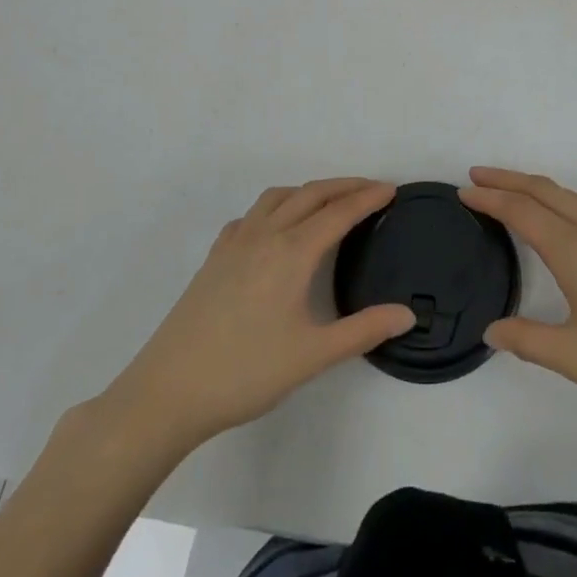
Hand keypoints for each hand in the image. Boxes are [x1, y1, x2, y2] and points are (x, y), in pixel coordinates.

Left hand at [99, 179, 415, 455]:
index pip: (339, 212)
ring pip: (277, 197)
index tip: (392, 190)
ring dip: (308, 191)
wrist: (169, 390)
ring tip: (328, 203)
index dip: (368, 198)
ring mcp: (235, 242)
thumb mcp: (313, 355)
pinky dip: (274, 208)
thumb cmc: (246, 372)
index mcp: (292, 252)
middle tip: (372, 189)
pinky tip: (275, 231)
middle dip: (344, 186)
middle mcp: (265, 235)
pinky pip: (251, 216)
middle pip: (310, 194)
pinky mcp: (215, 257)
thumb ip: (363, 330)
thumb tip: (407, 315)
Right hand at [461, 168, 576, 434]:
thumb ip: (528, 341)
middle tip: (476, 176)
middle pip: (545, 190)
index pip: (521, 212)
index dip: (489, 199)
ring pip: (569, 198)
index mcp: (576, 251)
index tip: (462, 191)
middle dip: (508, 179)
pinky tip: (558, 224)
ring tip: (509, 193)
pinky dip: (559, 202)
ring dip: (534, 188)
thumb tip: (491, 330)